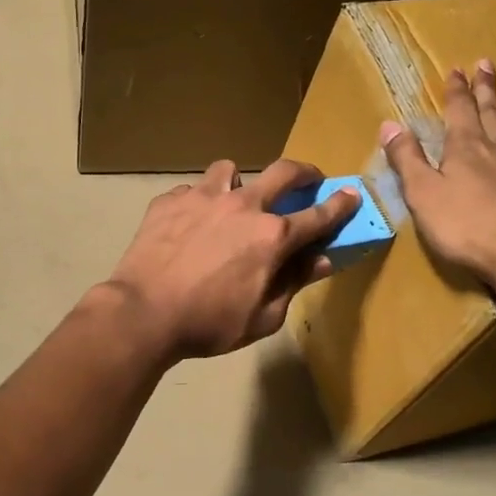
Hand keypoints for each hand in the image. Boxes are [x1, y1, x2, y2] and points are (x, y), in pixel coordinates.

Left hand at [101, 159, 359, 360]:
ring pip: (231, 170)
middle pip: (283, 173)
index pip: (318, 215)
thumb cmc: (209, 324)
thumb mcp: (263, 317)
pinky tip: (189, 223)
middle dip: (304, 172)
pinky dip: (198, 202)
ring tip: (233, 201)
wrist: (143, 313)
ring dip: (240, 182)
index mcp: (272, 236)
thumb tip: (322, 260)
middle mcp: (243, 205)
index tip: (352, 194)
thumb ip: (294, 283)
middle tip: (307, 180)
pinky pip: (192, 190)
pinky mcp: (170, 200)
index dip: (340, 205)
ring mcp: (203, 197)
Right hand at [380, 60, 495, 288]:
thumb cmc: (469, 230)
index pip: (460, 111)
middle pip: (494, 114)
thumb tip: (390, 124)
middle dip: (487, 90)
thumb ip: (407, 160)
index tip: (457, 69)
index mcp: (468, 150)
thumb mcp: (423, 196)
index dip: (457, 90)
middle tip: (487, 65)